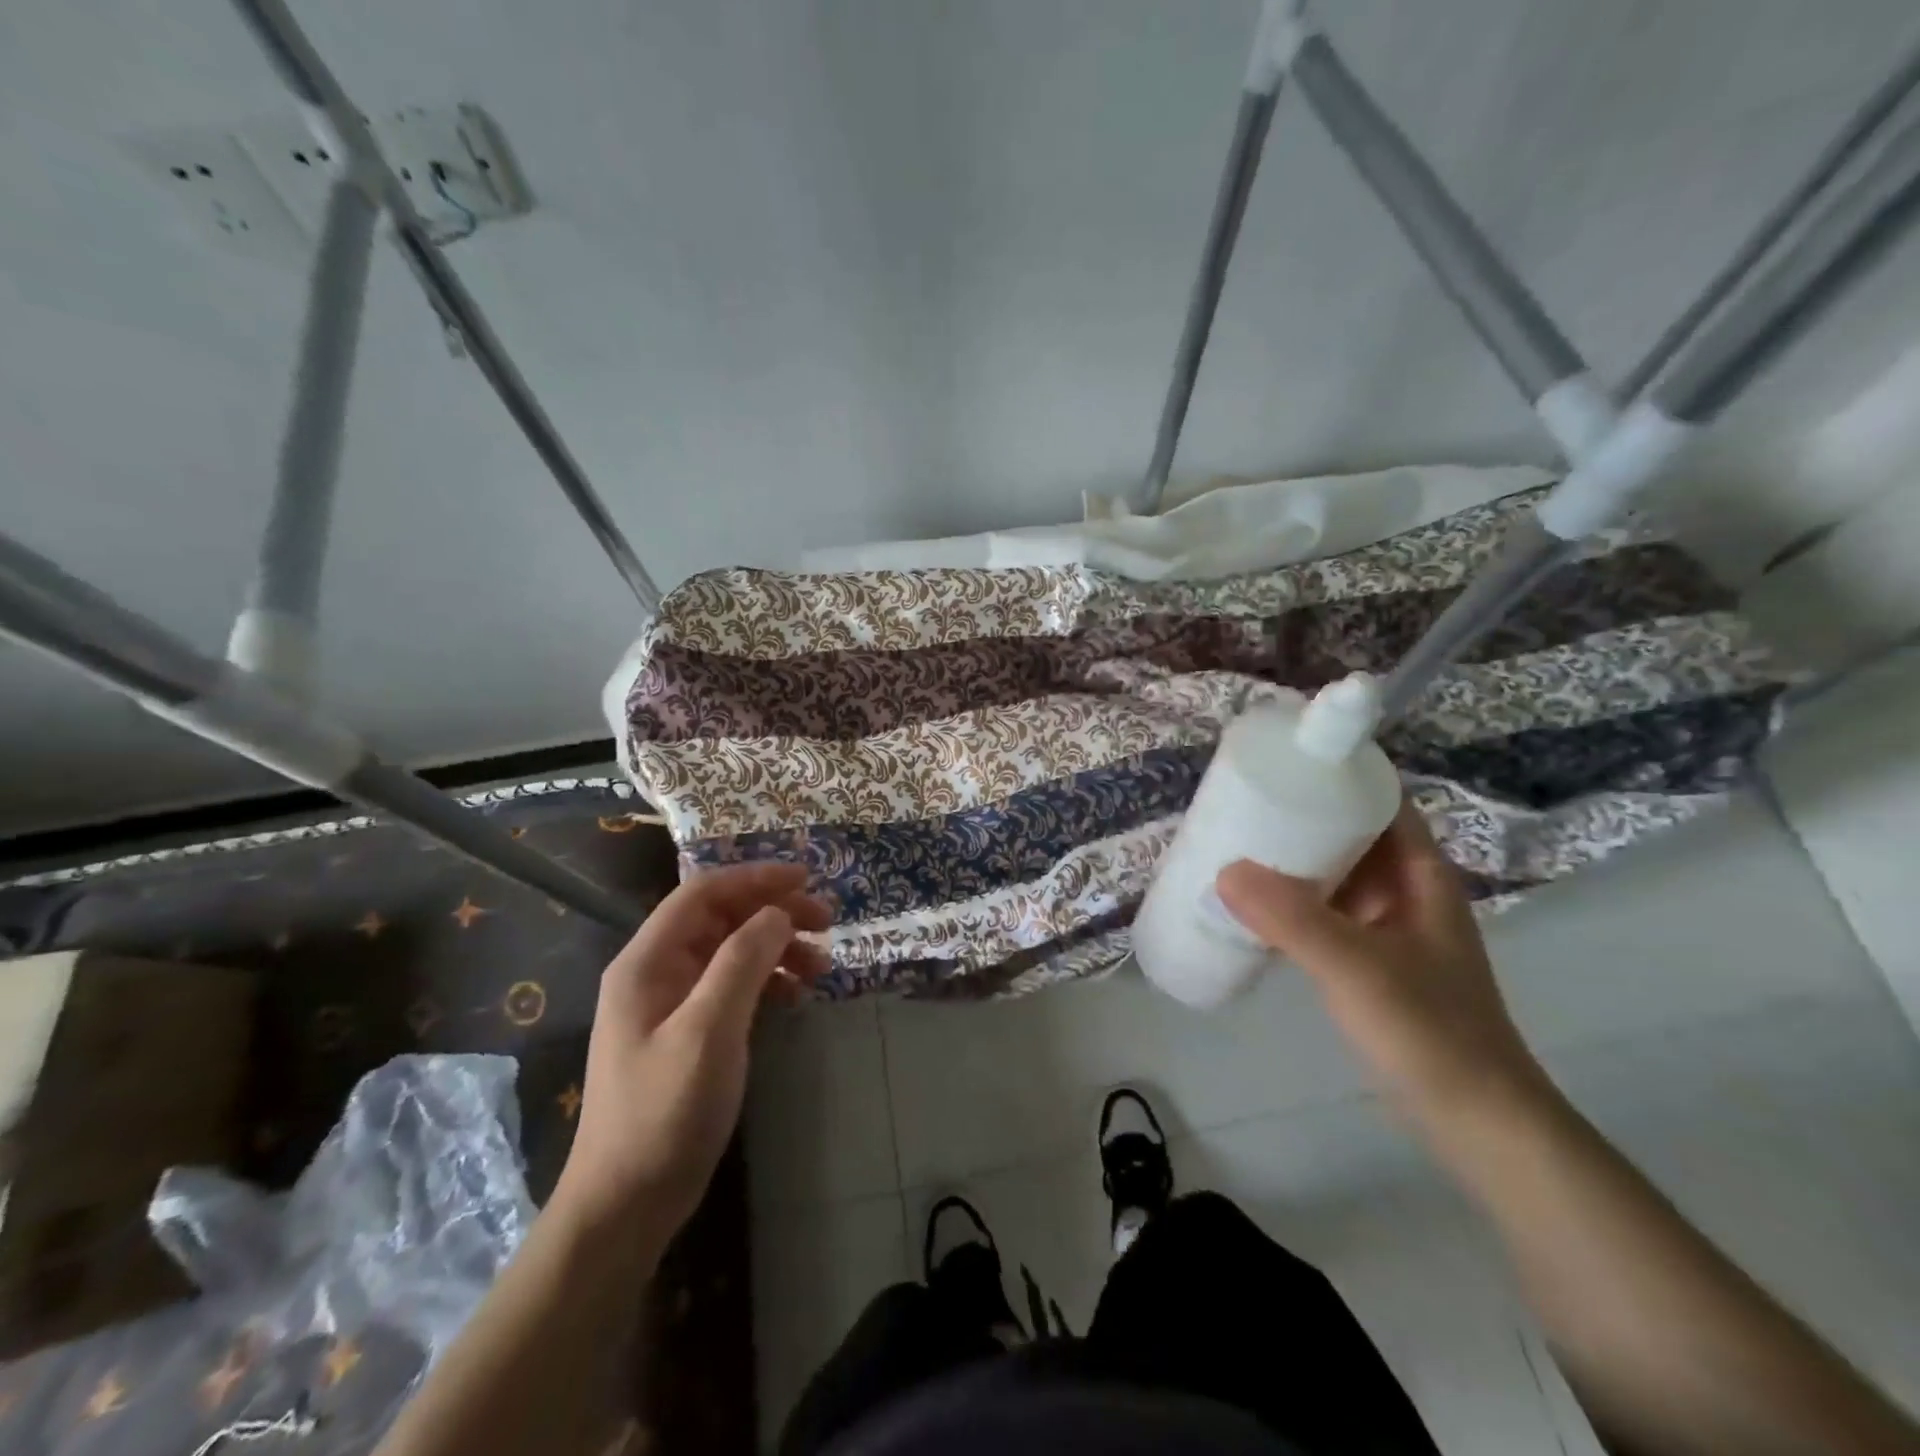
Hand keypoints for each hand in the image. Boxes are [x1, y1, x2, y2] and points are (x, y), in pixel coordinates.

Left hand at [554, 862, 831, 1242]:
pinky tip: (795, 997)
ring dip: (776, 948)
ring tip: (820, 967)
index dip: (756, 878)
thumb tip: (778, 912)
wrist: (627, 1203)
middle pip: (721, 918)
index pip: (704, 892)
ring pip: (731, 951)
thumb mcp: (709, 1030)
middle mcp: (656, 970)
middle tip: (827, 922)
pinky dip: (767, 981)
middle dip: (774, 912)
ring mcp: (671, 1002)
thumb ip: (742, 961)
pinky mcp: (687, 1030)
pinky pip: (732, 985)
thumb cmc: (665, 1111)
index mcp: (648, 960)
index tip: (807, 879)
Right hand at [1215, 803, 1547, 1124]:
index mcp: (1419, 874)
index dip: (1337, 773)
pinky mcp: (1369, 961)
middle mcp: (1405, 891)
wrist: (1477, 1125)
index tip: (1282, 759)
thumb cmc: (1428, 1031)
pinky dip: (1290, 902)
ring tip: (1234, 844)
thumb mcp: (1356, 967)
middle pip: (1350, 833)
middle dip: (1299, 815)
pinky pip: (1323, 912)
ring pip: (1334, 874)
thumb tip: (1224, 870)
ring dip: (1291, 860)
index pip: (1381, 800)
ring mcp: (1387, 928)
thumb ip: (1291, 919)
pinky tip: (1250, 906)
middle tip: (1239, 801)